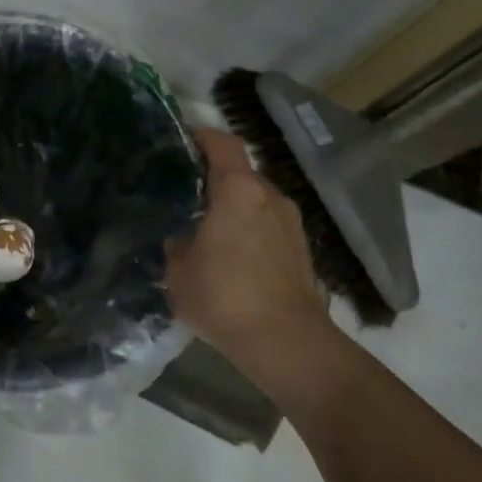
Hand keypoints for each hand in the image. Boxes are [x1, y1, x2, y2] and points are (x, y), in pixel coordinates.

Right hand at [166, 128, 331, 368]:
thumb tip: (183, 239)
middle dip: (218, 182)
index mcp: (238, 190)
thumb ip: (178, 246)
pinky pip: (271, 228)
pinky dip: (253, 234)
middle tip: (190, 198)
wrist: (287, 344)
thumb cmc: (225, 296)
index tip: (185, 141)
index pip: (223, 144)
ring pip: (258, 203)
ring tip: (212, 233)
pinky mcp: (304, 252)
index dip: (203, 137)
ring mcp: (292, 225)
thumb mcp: (178, 272)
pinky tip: (235, 260)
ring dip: (237, 211)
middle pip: (242, 174)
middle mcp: (270, 197)